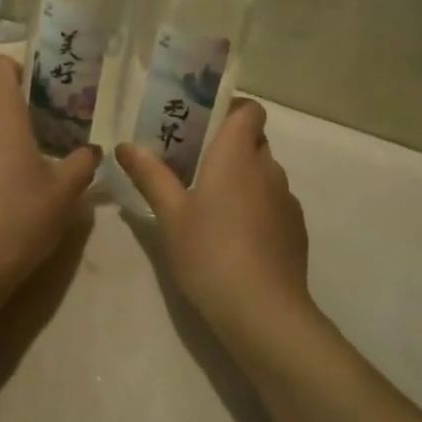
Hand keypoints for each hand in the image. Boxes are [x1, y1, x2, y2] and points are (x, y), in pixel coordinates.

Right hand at [116, 100, 314, 350]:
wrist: (263, 311)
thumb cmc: (209, 252)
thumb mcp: (170, 215)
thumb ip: (150, 175)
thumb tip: (125, 145)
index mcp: (237, 155)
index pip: (249, 110)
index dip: (230, 110)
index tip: (202, 126)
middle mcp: (268, 168)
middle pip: (254, 140)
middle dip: (228, 146)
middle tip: (194, 166)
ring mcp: (287, 200)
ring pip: (264, 174)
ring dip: (242, 179)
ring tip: (211, 207)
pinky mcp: (296, 229)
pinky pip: (274, 203)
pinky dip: (257, 208)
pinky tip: (236, 239)